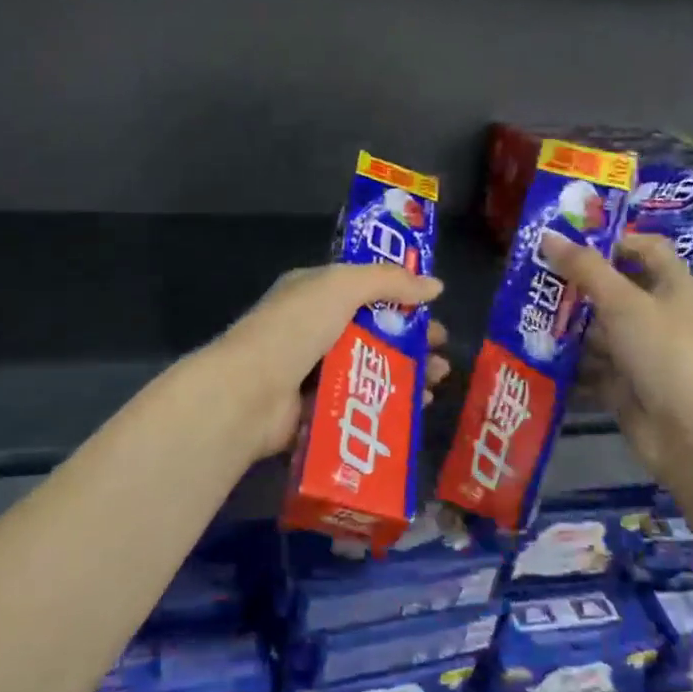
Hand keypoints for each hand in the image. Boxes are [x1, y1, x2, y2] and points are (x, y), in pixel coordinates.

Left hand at [209, 264, 450, 461]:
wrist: (248, 393)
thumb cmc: (295, 329)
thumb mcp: (342, 286)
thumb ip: (389, 281)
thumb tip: (436, 286)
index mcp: (313, 294)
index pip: (363, 289)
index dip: (400, 297)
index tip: (433, 310)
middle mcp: (312, 330)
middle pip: (373, 332)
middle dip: (411, 341)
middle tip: (444, 352)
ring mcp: (313, 373)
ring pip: (372, 370)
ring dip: (408, 374)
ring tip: (439, 381)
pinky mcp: (316, 410)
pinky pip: (361, 405)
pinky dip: (390, 406)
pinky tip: (416, 409)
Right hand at [540, 232, 692, 474]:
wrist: (688, 431)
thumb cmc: (662, 351)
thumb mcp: (622, 302)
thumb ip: (584, 268)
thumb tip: (548, 235)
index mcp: (672, 286)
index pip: (646, 248)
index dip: (613, 241)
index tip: (572, 244)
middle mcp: (659, 315)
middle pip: (615, 290)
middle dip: (576, 287)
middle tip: (535, 280)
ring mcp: (641, 352)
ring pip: (598, 331)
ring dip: (567, 328)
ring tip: (525, 318)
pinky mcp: (625, 384)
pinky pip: (591, 367)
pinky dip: (568, 365)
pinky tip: (536, 356)